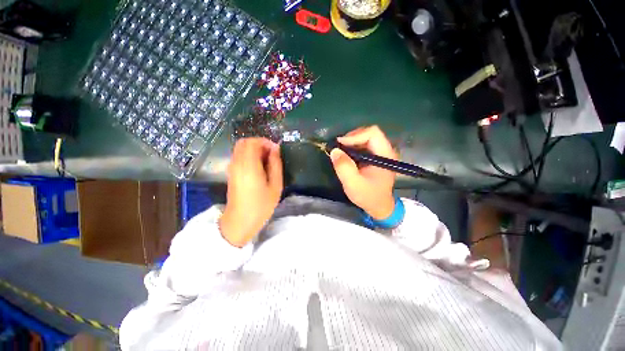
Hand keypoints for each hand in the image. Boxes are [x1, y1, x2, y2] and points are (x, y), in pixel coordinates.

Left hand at [219, 138, 282, 246]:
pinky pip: (239, 156)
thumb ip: (276, 165)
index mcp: (249, 166)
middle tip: (272, 154)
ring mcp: (232, 168)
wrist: (240, 222)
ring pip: (241, 148)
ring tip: (267, 161)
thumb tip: (275, 150)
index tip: (276, 150)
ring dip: (255, 149)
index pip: (253, 142)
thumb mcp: (275, 186)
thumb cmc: (261, 206)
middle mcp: (237, 163)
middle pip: (244, 142)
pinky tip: (259, 167)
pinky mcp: (231, 172)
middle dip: (259, 144)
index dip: (266, 142)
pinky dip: (249, 155)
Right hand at [330, 126, 396, 219]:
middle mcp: (386, 150)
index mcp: (385, 155)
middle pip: (369, 133)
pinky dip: (353, 147)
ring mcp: (381, 153)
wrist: (379, 206)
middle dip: (351, 138)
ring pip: (365, 138)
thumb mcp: (353, 184)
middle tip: (339, 148)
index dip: (355, 136)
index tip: (340, 145)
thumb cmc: (368, 196)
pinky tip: (346, 155)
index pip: (372, 133)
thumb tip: (334, 150)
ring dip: (351, 142)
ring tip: (341, 152)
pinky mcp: (376, 157)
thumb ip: (344, 167)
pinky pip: (364, 145)